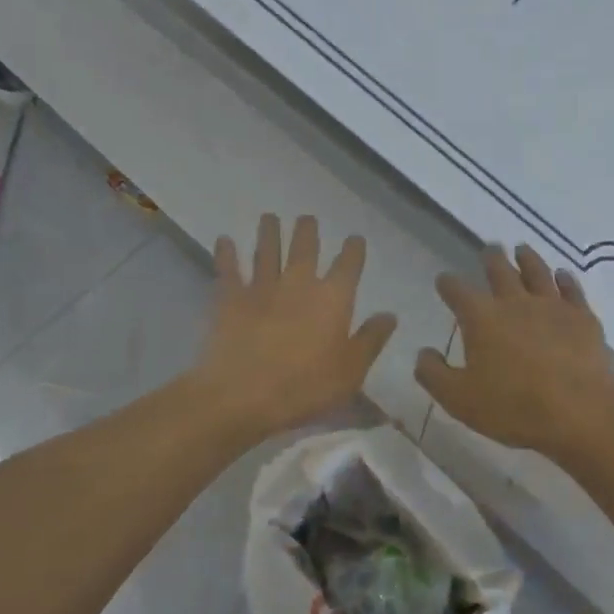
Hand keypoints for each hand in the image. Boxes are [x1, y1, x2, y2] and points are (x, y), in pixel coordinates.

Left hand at [194, 214, 398, 441]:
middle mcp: (298, 283)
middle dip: (308, 231)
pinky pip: (228, 269)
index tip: (354, 239)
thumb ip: (370, 340)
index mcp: (333, 298)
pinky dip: (226, 253)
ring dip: (269, 232)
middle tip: (307, 218)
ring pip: (267, 251)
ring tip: (269, 217)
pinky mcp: (229, 299)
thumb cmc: (304, 388)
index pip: (348, 265)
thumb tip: (389, 315)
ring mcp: (261, 287)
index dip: (353, 250)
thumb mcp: (351, 372)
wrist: (242, 396)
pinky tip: (224, 240)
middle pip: (305, 248)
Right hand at [416, 246, 613, 459]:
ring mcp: (552, 306)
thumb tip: (423, 353)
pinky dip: (565, 280)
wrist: (578, 413)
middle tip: (489, 247)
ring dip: (528, 259)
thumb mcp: (459, 399)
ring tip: (522, 250)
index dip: (448, 283)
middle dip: (491, 258)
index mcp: (481, 317)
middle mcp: (515, 302)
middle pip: (500, 271)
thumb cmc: (512, 407)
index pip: (458, 291)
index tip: (444, 280)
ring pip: (537, 272)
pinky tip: (563, 276)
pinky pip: (572, 290)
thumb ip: (434, 374)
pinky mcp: (582, 317)